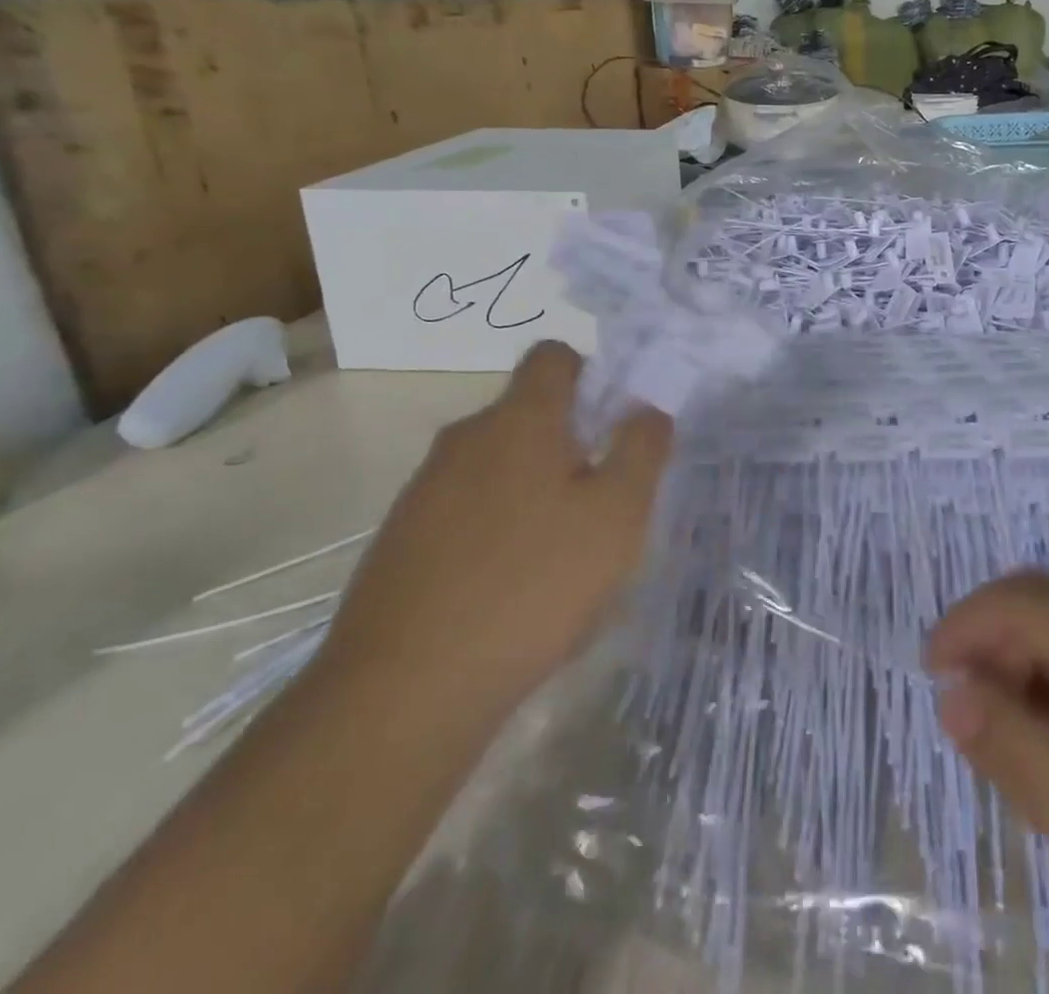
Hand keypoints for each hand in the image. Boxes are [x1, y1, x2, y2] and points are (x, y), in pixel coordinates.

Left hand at [318, 341, 671, 722]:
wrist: (405, 691)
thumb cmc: (534, 584)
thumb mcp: (618, 515)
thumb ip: (642, 449)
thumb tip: (648, 409)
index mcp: (519, 419)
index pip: (554, 356)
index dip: (591, 374)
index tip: (615, 424)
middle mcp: (465, 438)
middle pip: (528, 413)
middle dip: (571, 442)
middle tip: (602, 500)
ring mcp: (424, 489)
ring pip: (497, 465)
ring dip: (534, 488)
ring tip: (562, 553)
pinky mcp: (400, 539)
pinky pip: (465, 509)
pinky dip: (496, 527)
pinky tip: (512, 587)